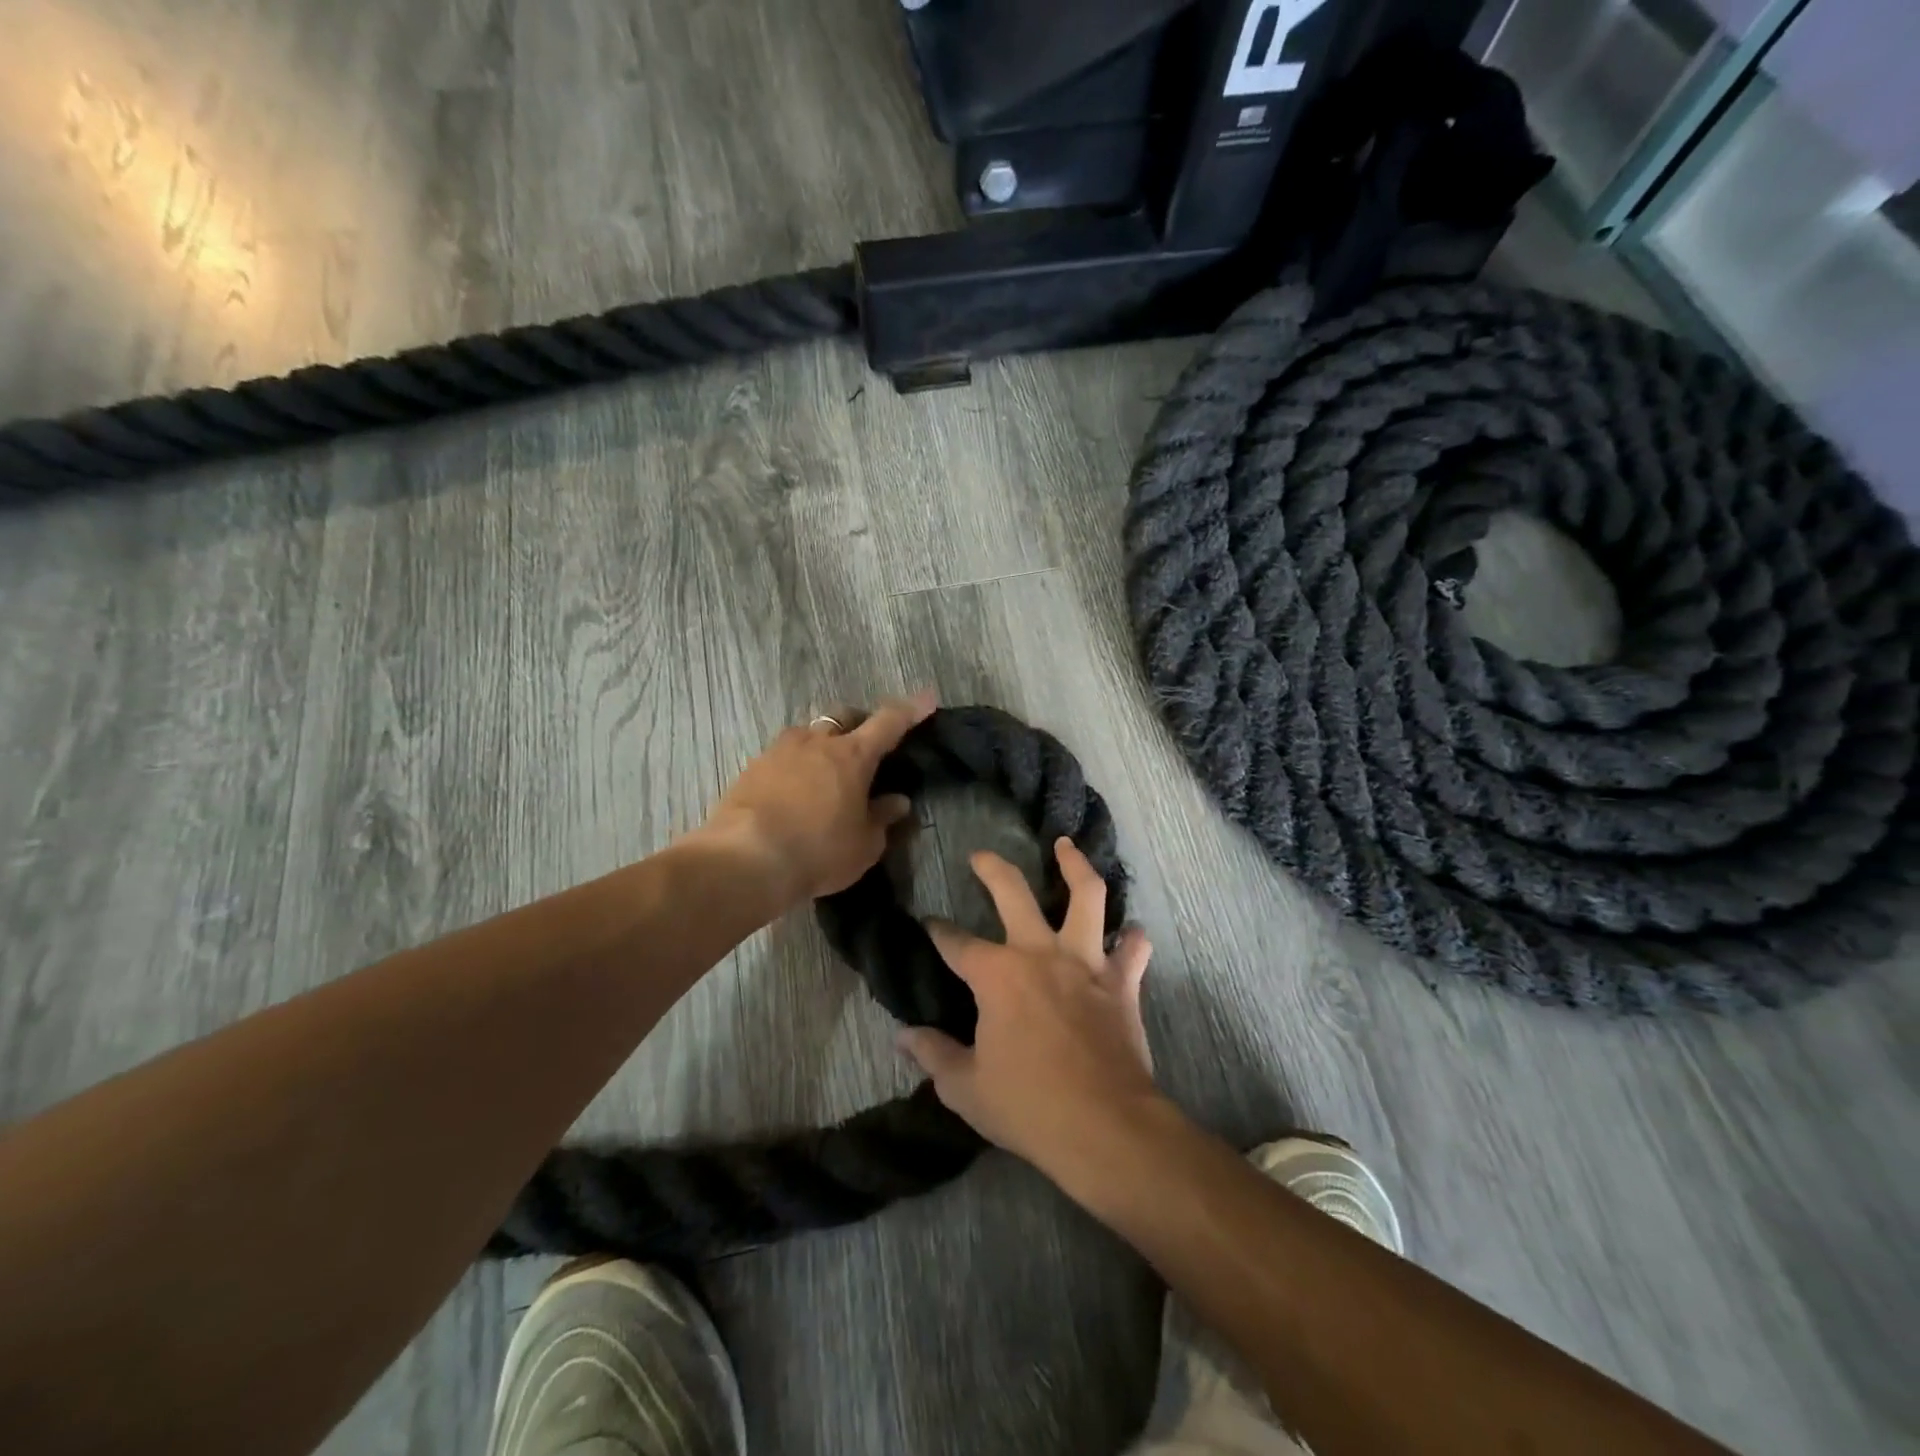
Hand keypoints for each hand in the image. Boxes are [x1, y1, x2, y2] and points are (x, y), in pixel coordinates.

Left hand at [699, 692, 936, 904]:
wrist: (746, 859)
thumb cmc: (818, 851)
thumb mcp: (863, 845)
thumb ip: (882, 818)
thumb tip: (897, 802)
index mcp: (853, 755)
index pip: (889, 722)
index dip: (911, 709)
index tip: (927, 698)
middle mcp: (817, 741)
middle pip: (843, 716)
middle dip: (858, 723)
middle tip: (865, 745)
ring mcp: (780, 750)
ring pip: (808, 732)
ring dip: (822, 743)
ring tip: (825, 771)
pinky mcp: (752, 767)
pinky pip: (782, 755)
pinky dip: (795, 765)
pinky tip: (794, 790)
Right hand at [898, 839, 1158, 1174]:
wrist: (1105, 1127)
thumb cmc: (1028, 1106)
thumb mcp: (966, 1088)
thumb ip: (934, 1055)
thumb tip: (904, 1036)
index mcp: (997, 975)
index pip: (956, 943)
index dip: (938, 932)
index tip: (929, 924)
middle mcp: (1040, 953)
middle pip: (1013, 893)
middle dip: (992, 869)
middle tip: (981, 856)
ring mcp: (1086, 963)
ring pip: (1087, 896)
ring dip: (1076, 866)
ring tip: (1066, 846)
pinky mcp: (1123, 983)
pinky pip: (1133, 950)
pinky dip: (1132, 940)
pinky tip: (1130, 933)